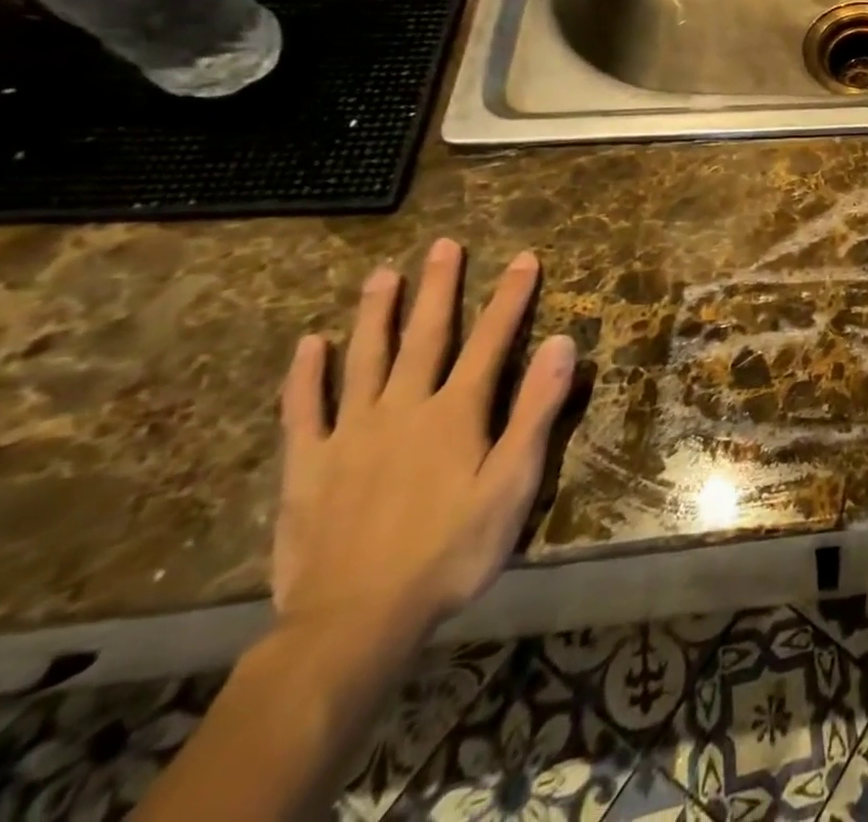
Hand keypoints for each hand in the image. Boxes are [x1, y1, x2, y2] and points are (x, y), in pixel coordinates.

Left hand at [274, 239, 575, 645]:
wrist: (354, 622)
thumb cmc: (451, 551)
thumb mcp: (513, 483)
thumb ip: (536, 410)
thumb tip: (563, 344)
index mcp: (456, 412)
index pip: (493, 339)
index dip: (511, 296)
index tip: (524, 258)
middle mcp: (404, 407)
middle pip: (426, 336)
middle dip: (439, 288)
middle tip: (443, 245)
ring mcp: (351, 433)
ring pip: (364, 359)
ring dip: (375, 313)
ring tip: (382, 274)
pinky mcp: (308, 465)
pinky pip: (304, 410)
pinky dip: (307, 374)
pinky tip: (311, 344)